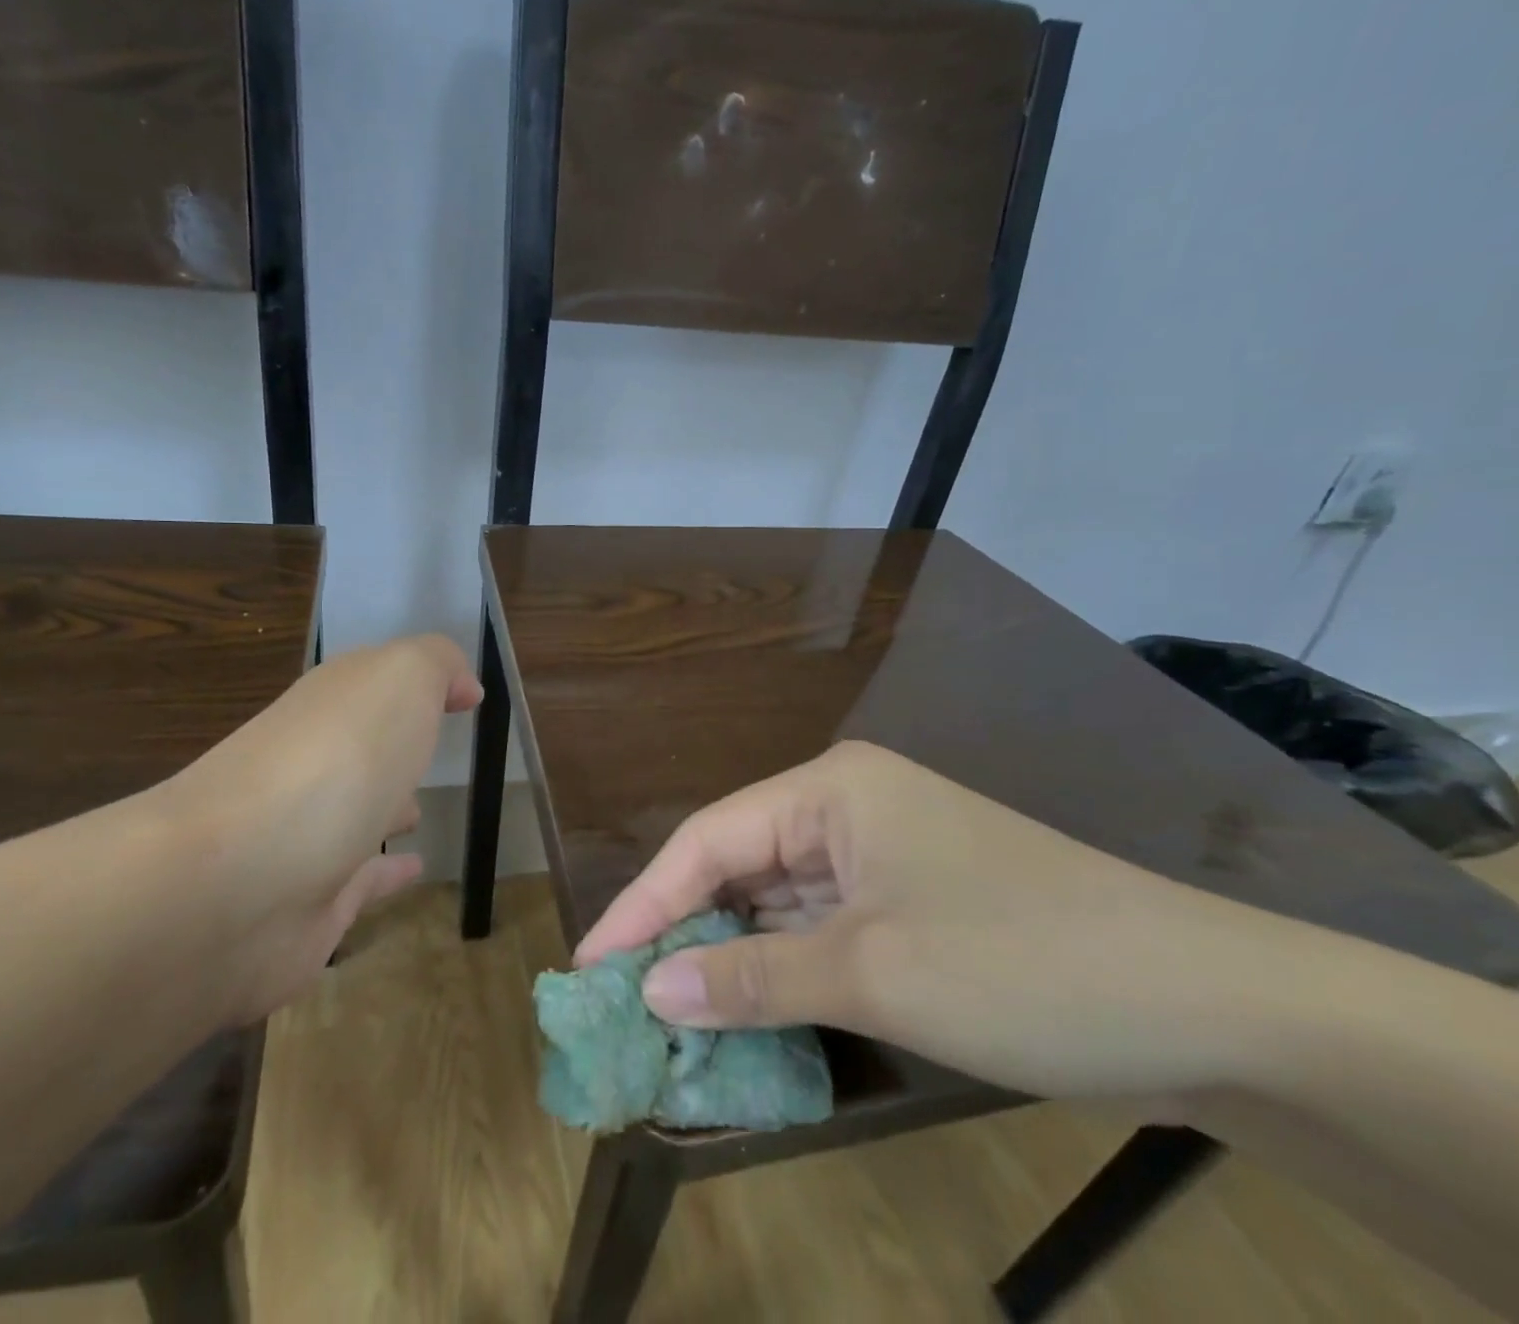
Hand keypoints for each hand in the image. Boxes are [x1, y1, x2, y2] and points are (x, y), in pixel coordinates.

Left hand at [148, 634, 480, 1022]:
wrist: (234, 882)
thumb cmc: (333, 761)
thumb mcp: (399, 679)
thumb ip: (435, 665)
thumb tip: (462, 686)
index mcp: (329, 707)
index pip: (371, 684)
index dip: (416, 683)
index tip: (465, 695)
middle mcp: (311, 764)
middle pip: (357, 748)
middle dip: (392, 748)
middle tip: (432, 754)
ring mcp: (306, 837)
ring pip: (353, 813)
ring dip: (383, 807)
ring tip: (420, 811)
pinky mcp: (310, 906)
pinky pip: (360, 881)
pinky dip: (387, 873)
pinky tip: (415, 869)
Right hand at [577, 741, 1309, 1099]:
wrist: (1211, 1005)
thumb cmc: (1018, 962)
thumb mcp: (872, 974)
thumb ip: (752, 979)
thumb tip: (653, 989)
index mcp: (828, 790)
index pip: (708, 840)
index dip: (644, 903)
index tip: (591, 963)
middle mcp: (845, 807)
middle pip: (739, 866)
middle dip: (684, 929)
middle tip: (625, 995)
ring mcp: (880, 855)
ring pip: (778, 900)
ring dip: (732, 955)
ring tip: (670, 1010)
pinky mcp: (909, 902)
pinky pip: (820, 927)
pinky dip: (784, 969)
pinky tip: (749, 1010)